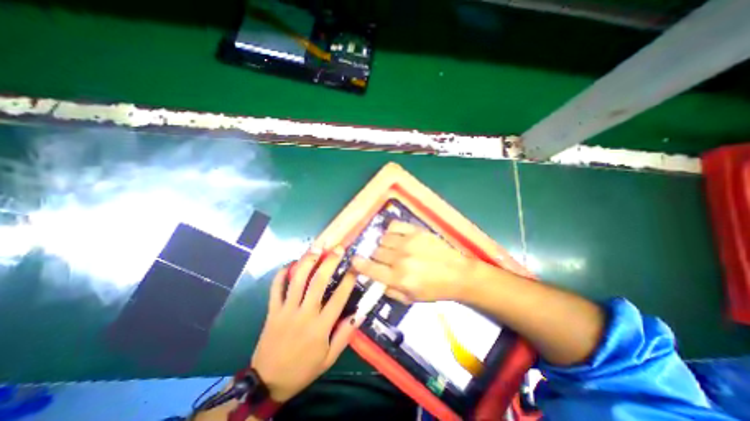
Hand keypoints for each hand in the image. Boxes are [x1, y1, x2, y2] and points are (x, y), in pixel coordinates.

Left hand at [250, 248, 361, 402]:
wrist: (267, 383)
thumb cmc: (303, 369)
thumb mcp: (329, 358)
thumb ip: (344, 335)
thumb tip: (359, 313)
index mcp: (320, 326)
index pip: (339, 297)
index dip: (349, 280)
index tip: (355, 267)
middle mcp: (304, 314)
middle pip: (318, 282)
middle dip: (330, 262)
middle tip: (338, 248)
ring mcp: (286, 310)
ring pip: (297, 280)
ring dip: (307, 261)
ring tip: (317, 248)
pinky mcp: (272, 311)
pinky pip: (275, 288)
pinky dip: (281, 274)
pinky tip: (290, 263)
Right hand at [352, 222, 473, 303]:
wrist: (457, 273)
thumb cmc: (434, 289)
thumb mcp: (410, 299)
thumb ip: (389, 290)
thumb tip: (375, 278)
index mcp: (398, 278)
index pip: (370, 268)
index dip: (358, 264)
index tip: (354, 260)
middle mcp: (400, 259)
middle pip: (375, 251)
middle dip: (375, 256)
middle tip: (382, 259)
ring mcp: (408, 242)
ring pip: (383, 238)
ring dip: (383, 244)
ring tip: (391, 248)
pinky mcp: (416, 231)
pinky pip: (394, 225)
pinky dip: (390, 230)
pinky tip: (394, 236)